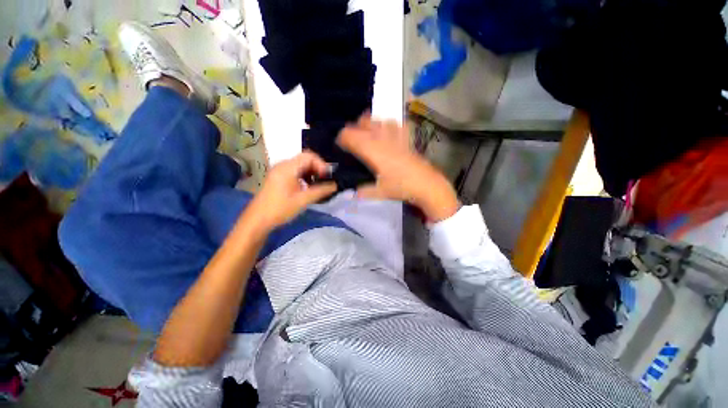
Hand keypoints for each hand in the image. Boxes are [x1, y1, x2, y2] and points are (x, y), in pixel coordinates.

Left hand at [245, 152, 336, 232]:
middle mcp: (283, 165)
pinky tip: (307, 187)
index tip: (327, 177)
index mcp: (288, 167)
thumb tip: (335, 185)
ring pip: (300, 165)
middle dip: (317, 168)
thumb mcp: (303, 200)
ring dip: (311, 173)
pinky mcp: (278, 177)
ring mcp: (279, 171)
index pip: (309, 156)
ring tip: (318, 185)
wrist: (258, 220)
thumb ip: (321, 191)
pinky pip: (295, 171)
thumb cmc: (280, 209)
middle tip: (325, 181)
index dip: (321, 164)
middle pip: (305, 159)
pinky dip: (304, 176)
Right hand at [337, 116, 459, 221]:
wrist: (426, 184)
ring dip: (369, 124)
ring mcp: (395, 136)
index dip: (342, 138)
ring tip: (367, 135)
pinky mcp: (406, 138)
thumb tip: (353, 193)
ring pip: (378, 120)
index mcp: (372, 151)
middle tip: (352, 142)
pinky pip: (396, 124)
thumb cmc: (401, 187)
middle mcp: (382, 139)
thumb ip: (364, 191)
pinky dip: (388, 125)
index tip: (340, 145)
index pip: (351, 136)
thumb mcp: (380, 192)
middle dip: (353, 129)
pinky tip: (387, 132)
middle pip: (363, 123)